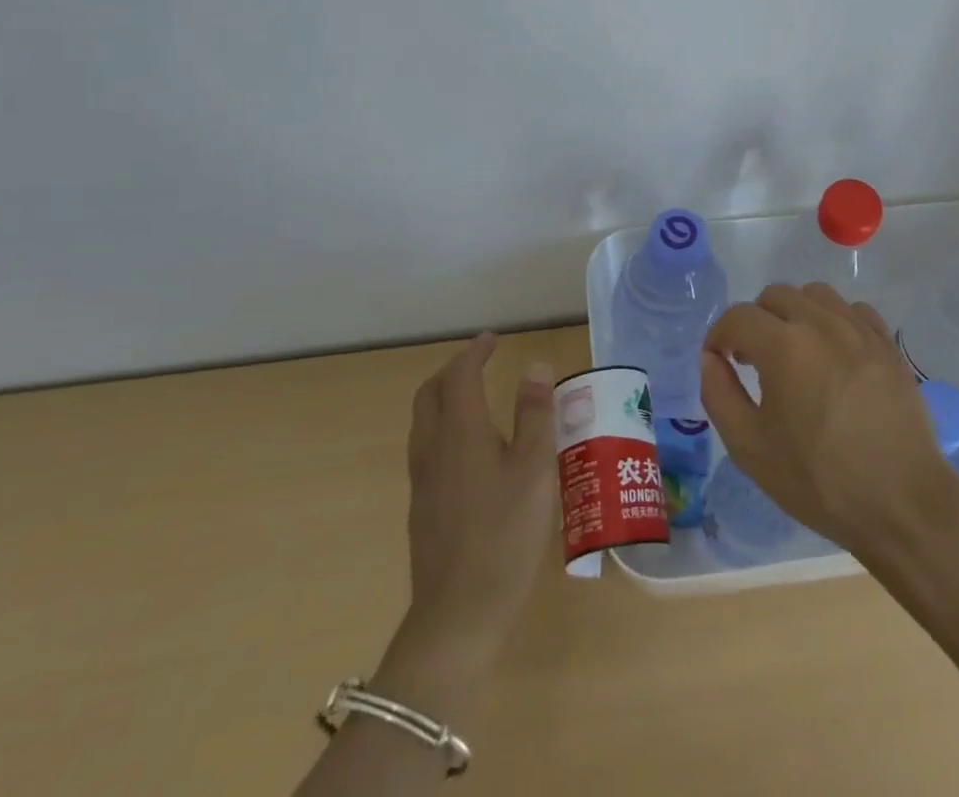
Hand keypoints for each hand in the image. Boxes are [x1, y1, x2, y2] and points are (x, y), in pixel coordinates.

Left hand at [392, 333, 556, 679]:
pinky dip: (444, 427)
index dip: (475, 353)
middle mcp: (434, 449)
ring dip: (444, 398)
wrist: (457, 617)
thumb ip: (535, 415)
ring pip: (423, 422)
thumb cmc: (506, 536)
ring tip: (476, 398)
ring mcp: (422, 481)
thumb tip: (534, 367)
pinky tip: (471, 450)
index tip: (493, 340)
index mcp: (461, 432)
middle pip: (430, 394)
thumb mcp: (535, 470)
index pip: (460, 376)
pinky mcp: (422, 509)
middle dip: (452, 371)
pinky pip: (427, 448)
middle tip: (480, 363)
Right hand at [700, 283, 958, 556]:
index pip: (737, 317)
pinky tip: (833, 354)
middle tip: (753, 361)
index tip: (719, 362)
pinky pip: (853, 310)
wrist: (902, 504)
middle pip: (775, 296)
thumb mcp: (751, 448)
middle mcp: (821, 323)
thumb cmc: (819, 481)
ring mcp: (859, 330)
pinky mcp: (888, 344)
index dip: (719, 336)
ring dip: (794, 314)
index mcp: (784, 345)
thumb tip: (710, 359)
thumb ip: (719, 394)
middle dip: (755, 322)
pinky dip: (834, 320)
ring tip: (794, 352)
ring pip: (815, 295)